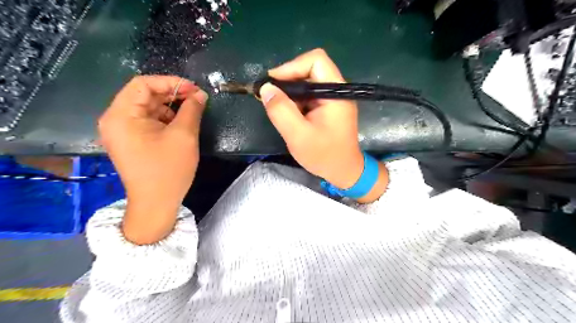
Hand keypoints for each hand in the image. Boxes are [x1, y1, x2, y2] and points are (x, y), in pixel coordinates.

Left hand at [97, 74, 207, 243]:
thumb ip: (192, 110)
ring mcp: (122, 132)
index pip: (143, 84)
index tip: (194, 89)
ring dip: (170, 107)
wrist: (156, 203)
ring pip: (147, 108)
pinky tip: (180, 125)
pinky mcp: (130, 141)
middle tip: (197, 99)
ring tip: (191, 113)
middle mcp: (115, 120)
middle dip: (171, 95)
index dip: (170, 82)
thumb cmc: (169, 169)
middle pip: (144, 95)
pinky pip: (147, 121)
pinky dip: (165, 119)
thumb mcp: (184, 136)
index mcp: (121, 115)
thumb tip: (200, 94)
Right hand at [263, 48, 389, 200]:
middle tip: (270, 97)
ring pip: (308, 82)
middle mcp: (337, 90)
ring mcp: (333, 98)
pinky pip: (309, 94)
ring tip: (277, 108)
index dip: (292, 67)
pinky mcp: (328, 106)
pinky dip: (296, 100)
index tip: (273, 84)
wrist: (343, 171)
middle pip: (310, 69)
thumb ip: (281, 111)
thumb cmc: (324, 156)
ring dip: (290, 92)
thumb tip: (266, 88)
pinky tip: (289, 114)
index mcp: (336, 93)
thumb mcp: (298, 136)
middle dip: (288, 80)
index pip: (316, 61)